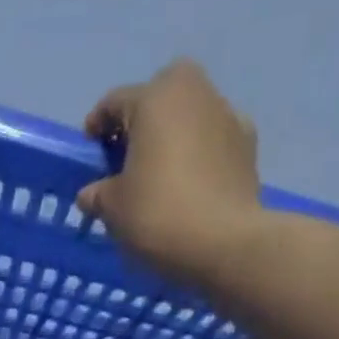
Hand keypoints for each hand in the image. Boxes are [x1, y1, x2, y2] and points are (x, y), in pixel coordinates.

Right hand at [77, 59, 261, 285]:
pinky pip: (213, 141)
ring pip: (190, 116)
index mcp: (155, 98)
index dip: (96, 127)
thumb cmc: (158, 215)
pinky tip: (190, 185)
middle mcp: (195, 93)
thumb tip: (91, 193)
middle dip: (142, 119)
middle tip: (128, 156)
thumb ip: (97, 193)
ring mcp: (228, 116)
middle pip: (160, 96)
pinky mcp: (248, 146)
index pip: (114, 102)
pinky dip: (200, 155)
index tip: (89, 155)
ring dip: (173, 136)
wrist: (224, 245)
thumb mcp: (112, 208)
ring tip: (160, 174)